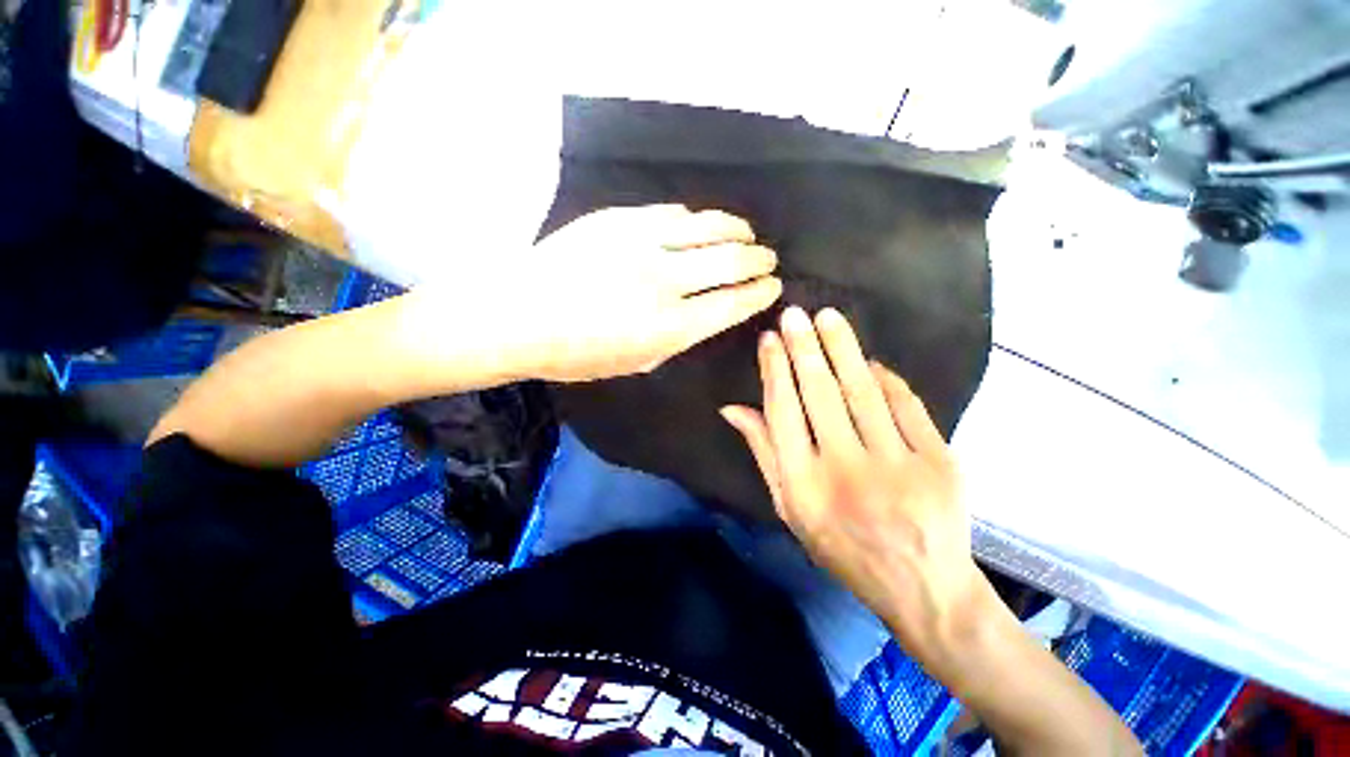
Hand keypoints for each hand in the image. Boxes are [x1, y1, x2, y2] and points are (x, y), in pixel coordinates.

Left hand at [517, 205, 780, 381]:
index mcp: (671, 327)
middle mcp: (665, 280)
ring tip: (747, 233)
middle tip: (768, 259)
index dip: (760, 294)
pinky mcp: (620, 219)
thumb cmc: (576, 354)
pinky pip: (673, 212)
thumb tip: (703, 314)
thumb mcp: (636, 363)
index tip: (773, 287)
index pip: (734, 303)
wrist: (517, 315)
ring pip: (708, 226)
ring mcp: (642, 242)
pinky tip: (701, 224)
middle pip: (730, 260)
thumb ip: (676, 339)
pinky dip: (696, 219)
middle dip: (758, 259)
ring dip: (737, 230)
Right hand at [721, 306, 985, 660]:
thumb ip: (764, 453)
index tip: (770, 339)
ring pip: (862, 390)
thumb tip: (733, 408)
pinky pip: (905, 404)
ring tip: (828, 317)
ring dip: (842, 348)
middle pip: (820, 393)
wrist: (922, 586)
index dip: (775, 369)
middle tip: (795, 313)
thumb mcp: (790, 509)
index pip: (782, 411)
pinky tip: (869, 359)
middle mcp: (845, 470)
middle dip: (804, 347)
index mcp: (804, 486)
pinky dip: (885, 376)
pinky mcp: (938, 461)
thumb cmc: (842, 548)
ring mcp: (896, 465)